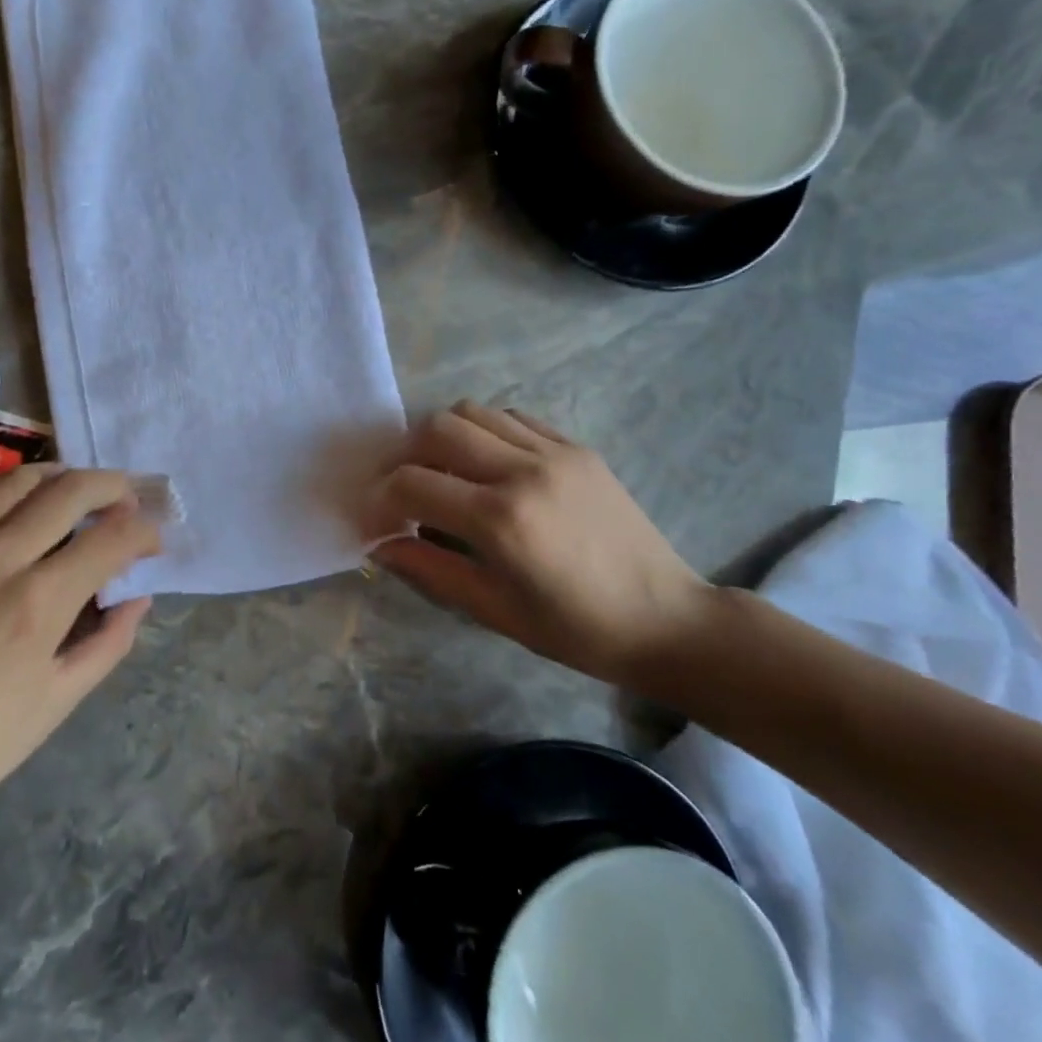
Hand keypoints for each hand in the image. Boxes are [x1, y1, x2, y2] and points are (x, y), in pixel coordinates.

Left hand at [0, 462, 159, 850]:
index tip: (152, 540)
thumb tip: (138, 595)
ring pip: (12, 482)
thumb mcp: (60, 701)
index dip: (145, 531)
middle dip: (113, 489)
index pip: (112, 539)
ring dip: (56, 477)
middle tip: (126, 501)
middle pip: (69, 493)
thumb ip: (109, 641)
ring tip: (72, 491)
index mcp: (38, 605)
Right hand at [367, 402, 718, 688]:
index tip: (375, 518)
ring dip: (442, 436)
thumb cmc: (575, 629)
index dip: (379, 499)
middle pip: (436, 428)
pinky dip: (484, 431)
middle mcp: (523, 471)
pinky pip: (512, 417)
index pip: (411, 483)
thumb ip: (430, 568)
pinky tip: (486, 464)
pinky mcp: (576, 447)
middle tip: (402, 488)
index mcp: (500, 520)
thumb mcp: (493, 610)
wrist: (666, 619)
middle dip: (404, 455)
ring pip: (472, 411)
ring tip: (442, 471)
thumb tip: (380, 544)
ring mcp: (554, 452)